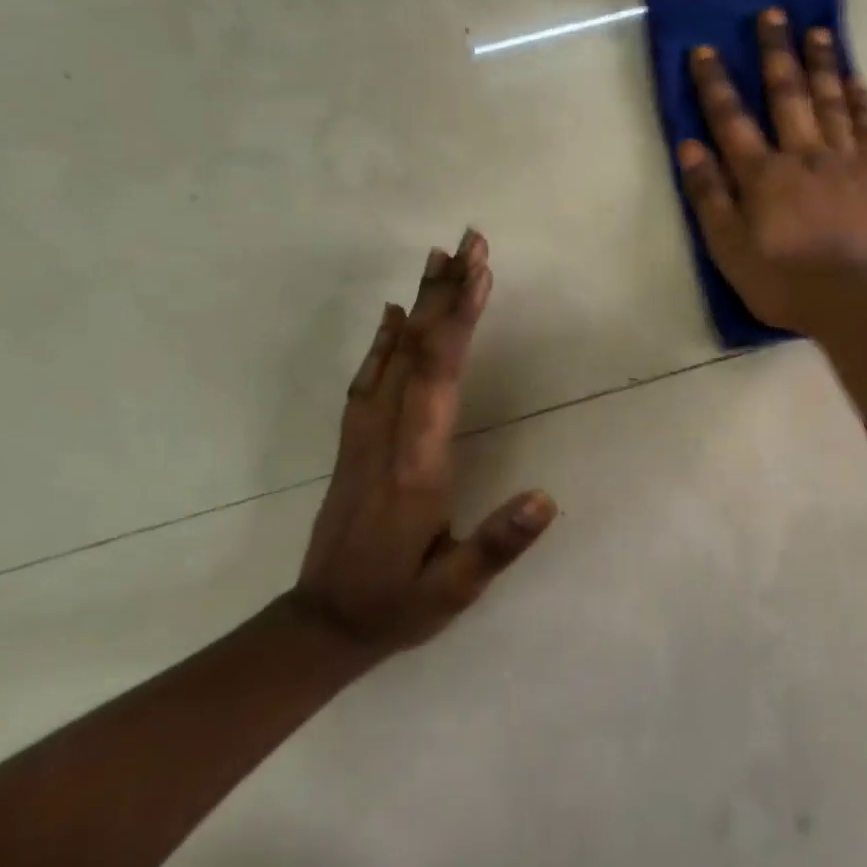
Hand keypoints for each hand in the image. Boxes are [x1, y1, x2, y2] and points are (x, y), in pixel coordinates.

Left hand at [290, 230, 556, 654]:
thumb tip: (547, 498)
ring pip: (393, 355)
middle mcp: (387, 436)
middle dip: (446, 293)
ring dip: (419, 304)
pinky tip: (394, 313)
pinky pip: (371, 377)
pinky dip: (385, 338)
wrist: (320, 626)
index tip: (480, 273)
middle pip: (416, 351)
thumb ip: (497, 545)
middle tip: (469, 241)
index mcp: (416, 464)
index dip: (458, 321)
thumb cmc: (397, 604)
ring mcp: (364, 436)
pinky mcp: (356, 441)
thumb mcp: (452, 590)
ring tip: (438, 258)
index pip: (439, 377)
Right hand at [677, 8, 866, 332]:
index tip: (706, 49)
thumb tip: (688, 146)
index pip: (732, 119)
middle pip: (787, 94)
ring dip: (821, 63)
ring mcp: (846, 160)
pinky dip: (861, 100)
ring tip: (817, 30)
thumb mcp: (729, 248)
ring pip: (831, 101)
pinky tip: (856, 79)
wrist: (856, 300)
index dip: (715, 83)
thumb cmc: (784, 281)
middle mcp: (804, 154)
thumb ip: (708, 196)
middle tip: (773, 13)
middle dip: (776, 52)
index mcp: (763, 174)